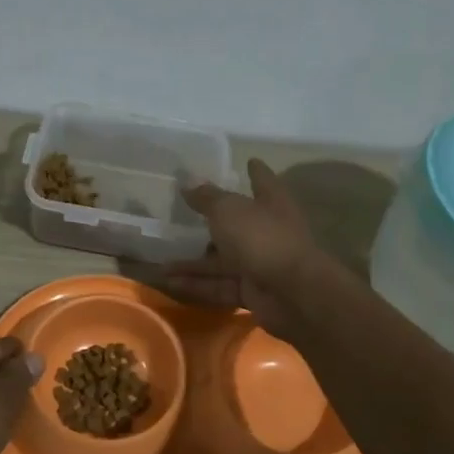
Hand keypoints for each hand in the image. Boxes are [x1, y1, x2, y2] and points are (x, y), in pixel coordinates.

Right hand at [163, 159, 325, 339]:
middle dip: (211, 225)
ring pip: (222, 261)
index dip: (256, 171)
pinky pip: (219, 285)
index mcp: (271, 203)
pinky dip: (196, 284)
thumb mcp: (228, 211)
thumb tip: (188, 181)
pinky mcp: (251, 292)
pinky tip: (169, 283)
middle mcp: (268, 232)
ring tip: (161, 264)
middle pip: (237, 225)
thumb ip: (207, 198)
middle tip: (182, 221)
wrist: (292, 293)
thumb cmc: (262, 238)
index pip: (263, 181)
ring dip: (193, 263)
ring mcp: (260, 264)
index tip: (250, 160)